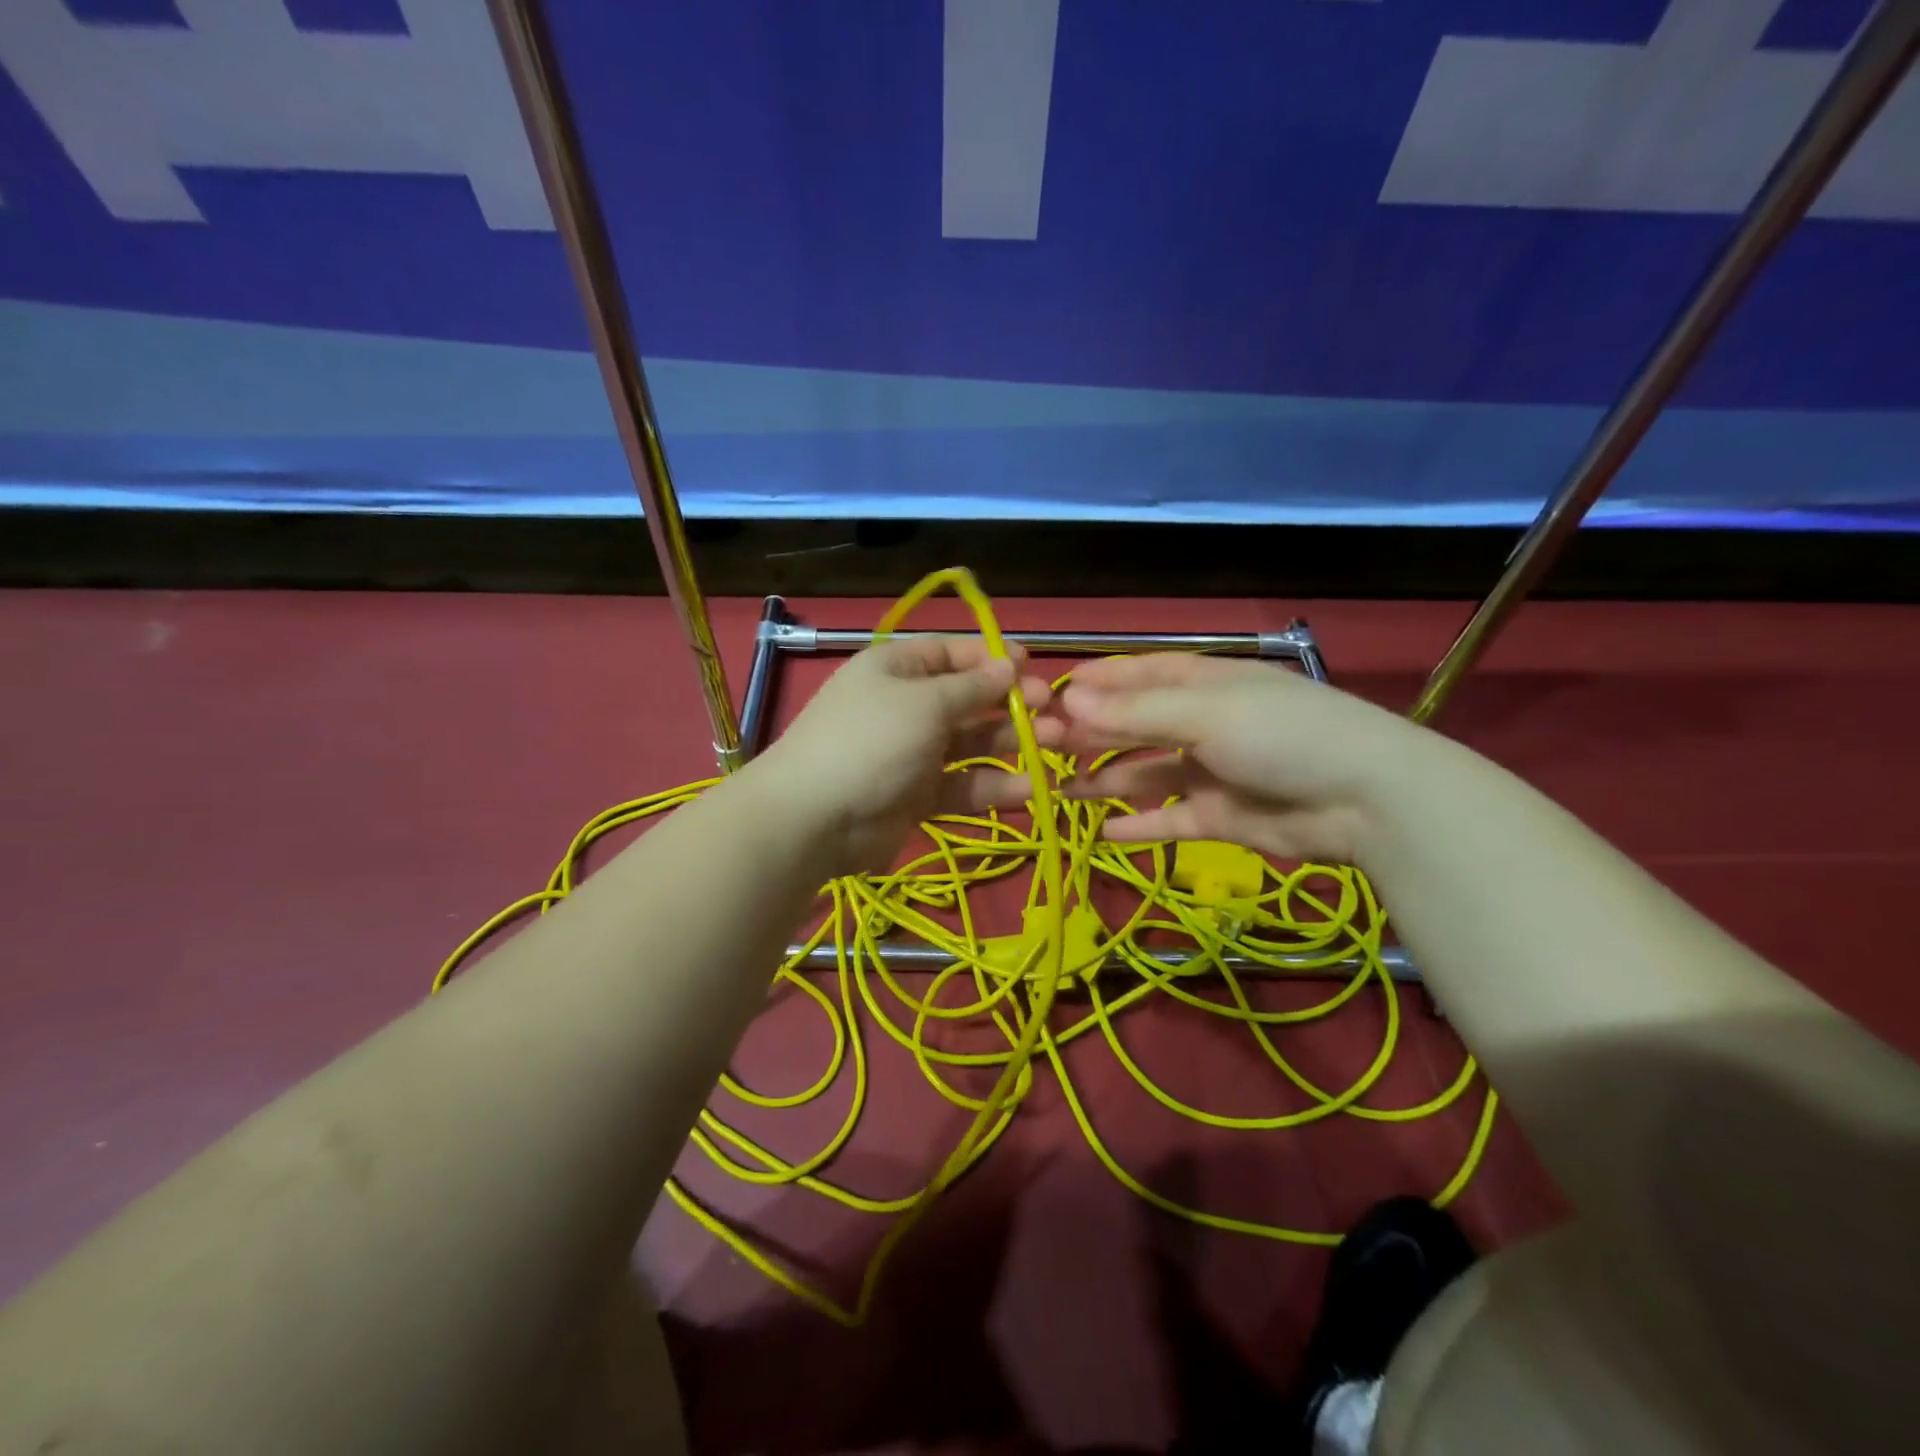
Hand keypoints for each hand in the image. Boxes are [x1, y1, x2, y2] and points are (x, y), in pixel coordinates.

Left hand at [751, 637, 1057, 875]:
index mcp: (897, 669)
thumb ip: (972, 688)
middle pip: (968, 700)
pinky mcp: (917, 797)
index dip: (991, 658)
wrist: (814, 819)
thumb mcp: (924, 703)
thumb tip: (1009, 666)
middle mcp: (906, 707)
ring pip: (970, 745)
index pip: (951, 654)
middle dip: (1011, 704)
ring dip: (1011, 744)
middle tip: (1053, 712)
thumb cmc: (871, 741)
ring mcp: (912, 754)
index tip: (1032, 666)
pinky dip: (992, 787)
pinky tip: (1029, 789)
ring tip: (1056, 746)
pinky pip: (962, 786)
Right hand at [1049, 653, 1429, 864]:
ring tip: (1059, 792)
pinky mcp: (1219, 817)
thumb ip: (1136, 713)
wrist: (1366, 800)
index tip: (1048, 696)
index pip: (1137, 676)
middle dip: (1091, 735)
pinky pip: (1168, 819)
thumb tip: (1068, 702)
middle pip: (1134, 726)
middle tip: (1041, 750)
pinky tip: (1102, 833)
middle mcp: (1202, 723)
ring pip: (1145, 774)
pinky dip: (1138, 825)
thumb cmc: (1282, 735)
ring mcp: (1210, 772)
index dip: (1094, 684)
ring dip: (1105, 781)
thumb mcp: (1207, 714)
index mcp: (1202, 684)